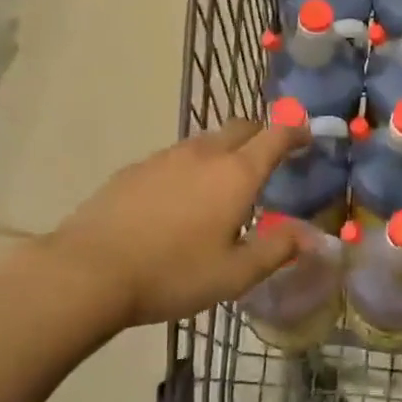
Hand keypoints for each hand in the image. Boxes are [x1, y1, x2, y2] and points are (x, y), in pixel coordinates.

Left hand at [44, 118, 306, 329]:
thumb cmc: (173, 273)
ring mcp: (164, 158)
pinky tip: (180, 200)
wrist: (88, 271)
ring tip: (224, 184)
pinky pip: (175, 158)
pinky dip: (191, 167)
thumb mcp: (235, 273)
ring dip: (224, 151)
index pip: (275, 136)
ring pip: (205, 141)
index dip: (296, 132)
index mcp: (236, 174)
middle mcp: (203, 154)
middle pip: (240, 127)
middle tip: (268, 160)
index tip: (307, 136)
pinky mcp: (134, 169)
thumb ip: (278, 249)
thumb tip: (312, 236)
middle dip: (261, 135)